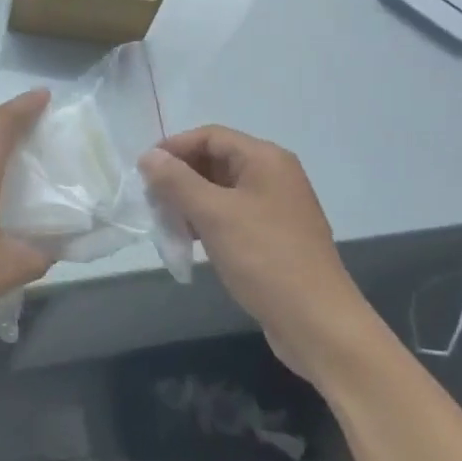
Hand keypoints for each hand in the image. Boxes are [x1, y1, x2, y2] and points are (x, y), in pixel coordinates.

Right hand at [138, 126, 370, 378]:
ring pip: (222, 190)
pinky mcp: (275, 236)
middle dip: (180, 177)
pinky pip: (233, 215)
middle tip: (151, 200)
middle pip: (216, 160)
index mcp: (265, 159)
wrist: (318, 323)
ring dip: (190, 201)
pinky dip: (208, 221)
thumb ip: (176, 181)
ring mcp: (277, 207)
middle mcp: (274, 175)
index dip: (173, 148)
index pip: (210, 136)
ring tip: (165, 222)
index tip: (143, 171)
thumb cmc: (264, 259)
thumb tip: (148, 157)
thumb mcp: (213, 215)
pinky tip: (190, 241)